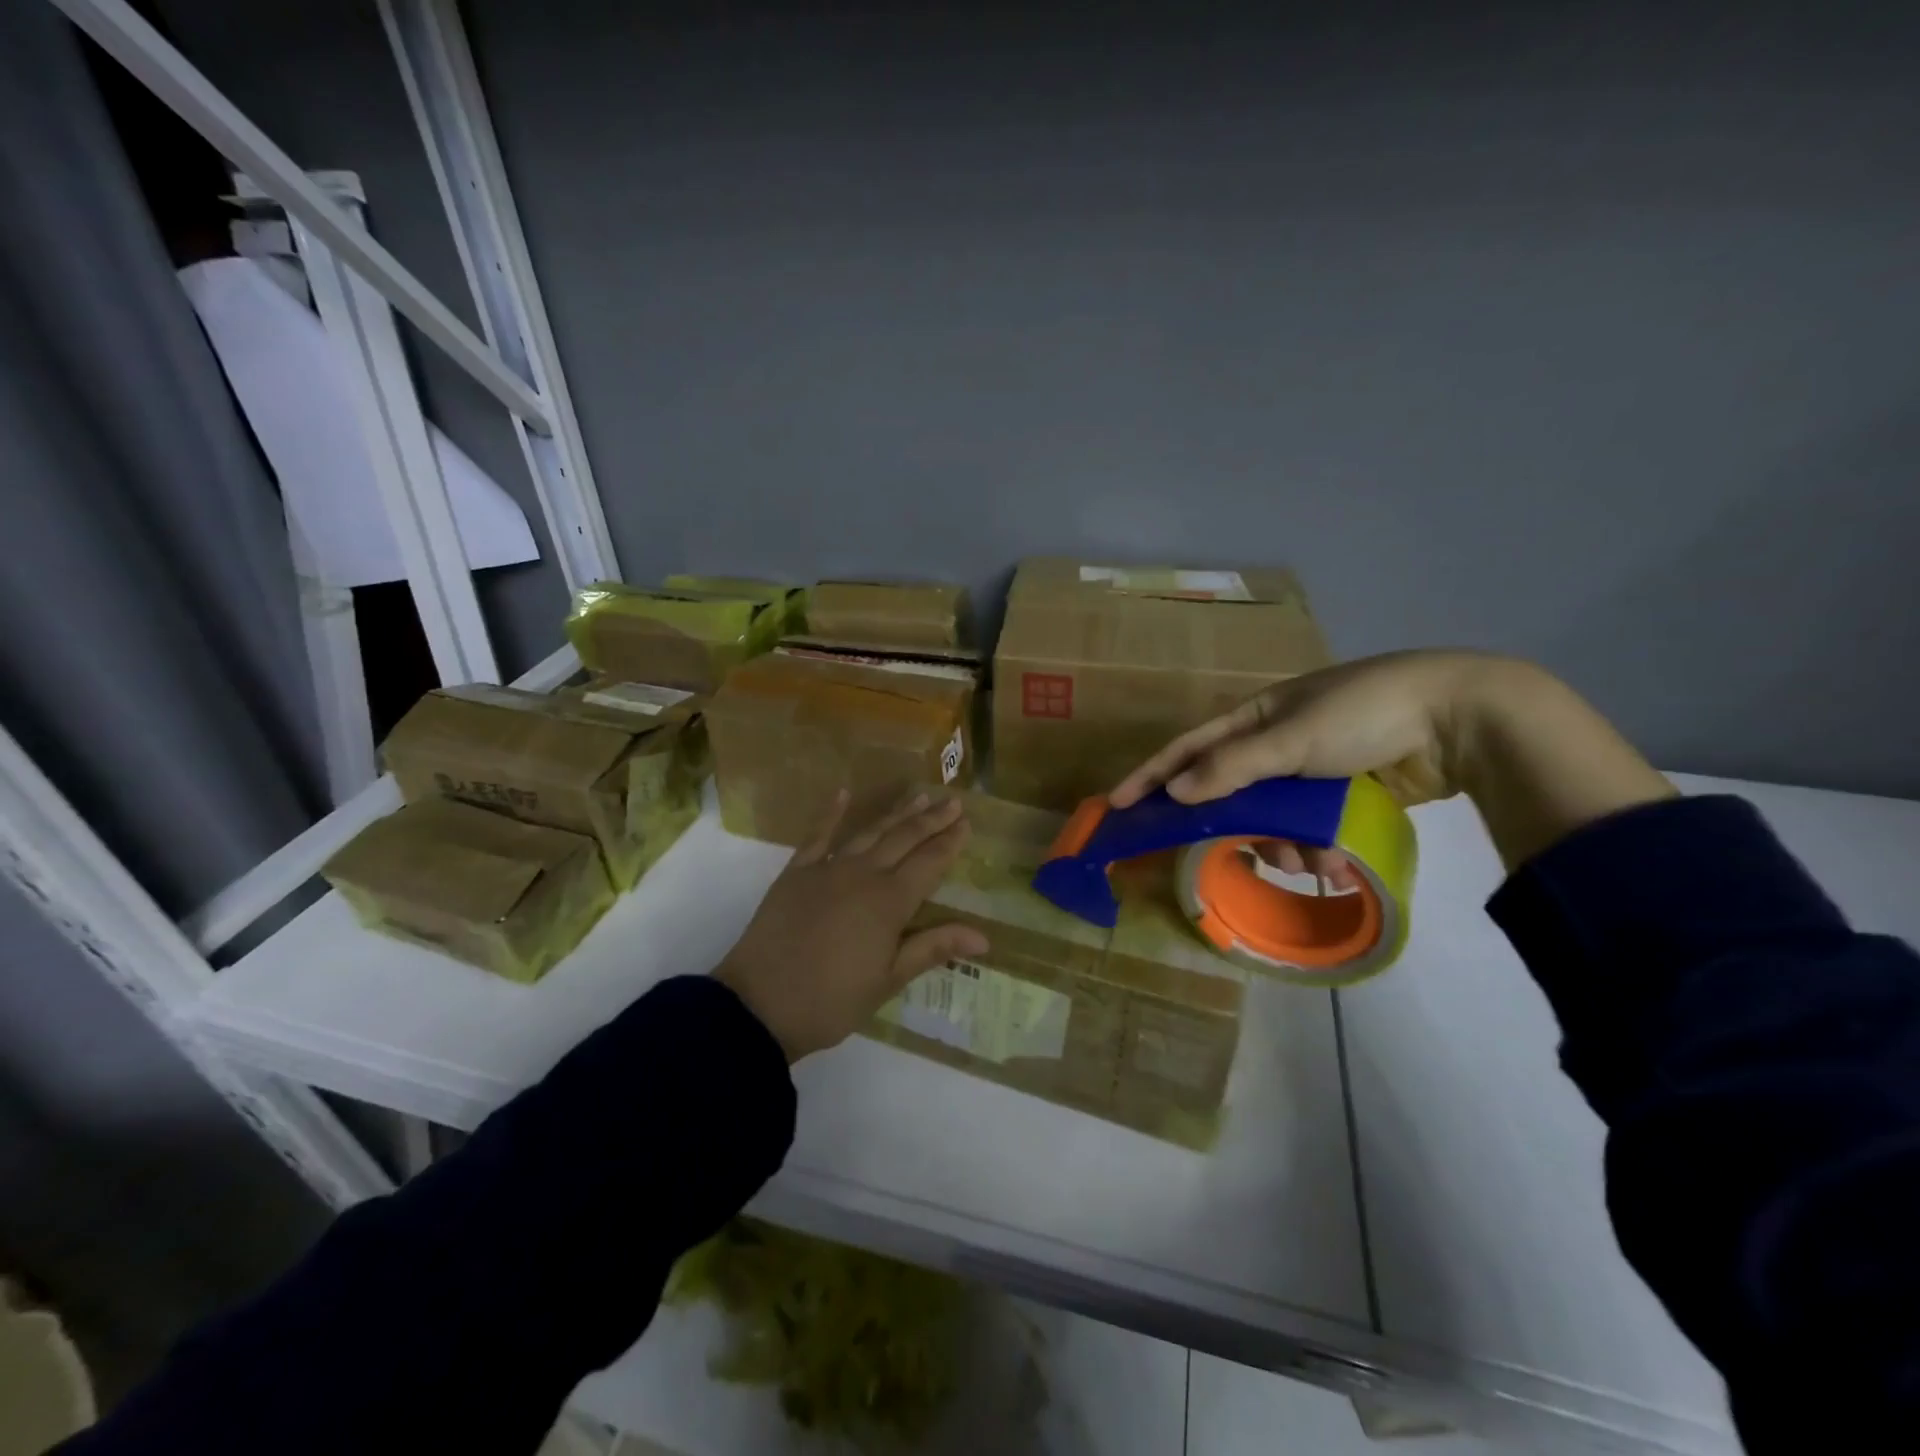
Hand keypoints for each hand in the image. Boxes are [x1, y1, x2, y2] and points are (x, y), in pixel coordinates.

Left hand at [715, 791, 989, 1060]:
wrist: (758, 1005)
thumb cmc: (831, 1001)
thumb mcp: (888, 980)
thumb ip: (933, 948)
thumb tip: (984, 936)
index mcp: (889, 902)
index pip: (929, 863)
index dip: (949, 843)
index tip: (967, 823)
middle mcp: (862, 875)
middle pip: (903, 839)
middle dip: (930, 820)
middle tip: (952, 802)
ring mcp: (826, 869)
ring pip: (869, 832)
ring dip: (895, 813)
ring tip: (917, 796)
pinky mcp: (796, 873)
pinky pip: (817, 836)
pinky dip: (831, 814)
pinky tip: (842, 794)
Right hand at [1111, 651, 1492, 887]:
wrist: (1458, 717)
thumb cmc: (1363, 714)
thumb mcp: (1290, 738)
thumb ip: (1231, 768)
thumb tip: (1174, 793)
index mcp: (1256, 717)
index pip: (1189, 749)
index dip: (1151, 776)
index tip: (1117, 805)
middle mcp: (1276, 744)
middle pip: (1232, 795)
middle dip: (1238, 830)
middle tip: (1242, 856)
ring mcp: (1311, 772)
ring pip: (1273, 821)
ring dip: (1286, 848)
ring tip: (1314, 864)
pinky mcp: (1343, 796)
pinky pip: (1310, 830)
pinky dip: (1318, 850)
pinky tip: (1338, 865)